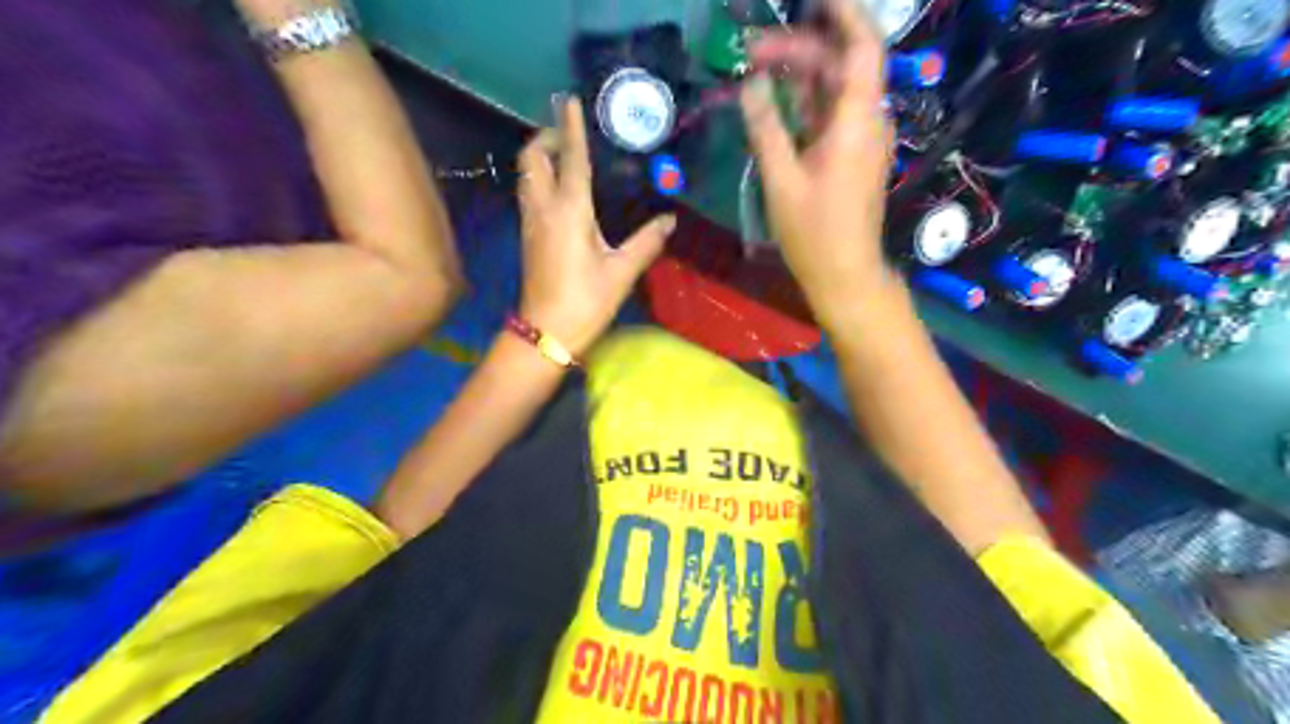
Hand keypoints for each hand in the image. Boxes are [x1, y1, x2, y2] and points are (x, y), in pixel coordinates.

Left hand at [519, 95, 675, 354]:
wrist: (545, 333)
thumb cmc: (585, 301)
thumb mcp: (621, 272)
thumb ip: (647, 242)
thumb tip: (670, 220)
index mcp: (569, 210)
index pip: (570, 158)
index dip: (571, 127)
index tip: (569, 100)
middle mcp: (544, 208)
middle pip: (531, 157)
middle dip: (545, 137)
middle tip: (569, 136)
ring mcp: (530, 222)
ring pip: (525, 174)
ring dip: (539, 156)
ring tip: (564, 156)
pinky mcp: (527, 236)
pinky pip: (528, 193)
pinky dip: (539, 178)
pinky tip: (559, 190)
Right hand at [742, 1, 899, 323]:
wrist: (845, 274)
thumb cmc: (814, 233)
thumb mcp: (781, 180)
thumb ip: (766, 127)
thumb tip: (753, 85)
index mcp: (856, 122)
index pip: (862, 47)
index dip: (844, 13)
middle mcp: (866, 121)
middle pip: (839, 65)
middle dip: (798, 49)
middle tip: (751, 52)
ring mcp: (861, 139)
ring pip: (833, 90)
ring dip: (798, 76)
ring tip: (755, 71)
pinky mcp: (852, 155)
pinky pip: (830, 115)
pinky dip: (804, 103)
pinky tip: (774, 105)